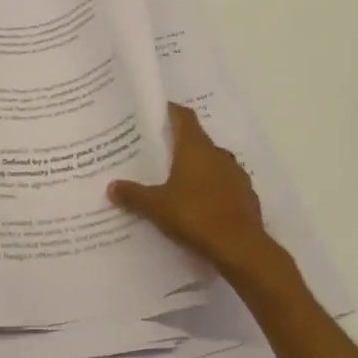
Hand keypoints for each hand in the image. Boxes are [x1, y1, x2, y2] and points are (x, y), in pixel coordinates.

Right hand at [109, 103, 276, 275]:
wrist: (239, 246)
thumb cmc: (194, 215)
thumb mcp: (156, 206)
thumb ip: (134, 194)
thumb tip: (111, 186)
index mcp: (196, 148)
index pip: (184, 117)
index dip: (170, 111)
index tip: (156, 112)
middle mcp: (218, 154)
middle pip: (198, 140)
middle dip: (180, 144)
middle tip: (159, 152)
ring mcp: (236, 174)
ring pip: (214, 163)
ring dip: (199, 167)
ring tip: (178, 180)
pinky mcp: (246, 195)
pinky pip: (225, 184)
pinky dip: (213, 188)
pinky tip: (200, 204)